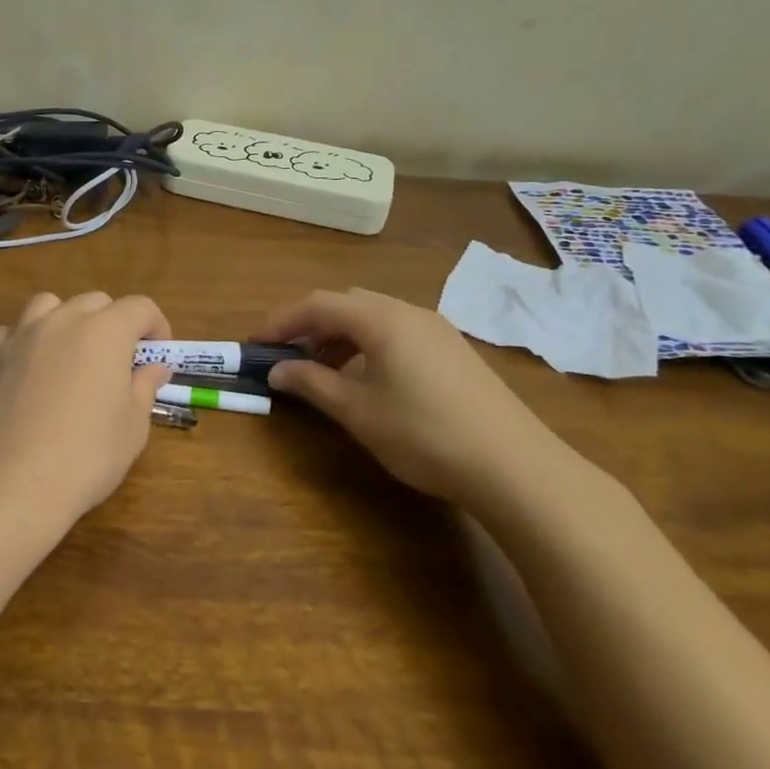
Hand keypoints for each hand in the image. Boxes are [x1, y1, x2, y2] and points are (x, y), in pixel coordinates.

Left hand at [0, 291, 173, 536]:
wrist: (13, 483)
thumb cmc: (87, 456)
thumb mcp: (133, 427)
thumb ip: (144, 387)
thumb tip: (154, 367)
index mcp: (105, 332)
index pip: (140, 307)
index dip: (156, 325)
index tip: (158, 353)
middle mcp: (62, 321)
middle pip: (95, 302)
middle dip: (113, 322)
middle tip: (118, 361)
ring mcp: (21, 336)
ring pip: (48, 305)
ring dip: (67, 320)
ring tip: (70, 354)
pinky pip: (12, 332)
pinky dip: (27, 340)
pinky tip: (30, 370)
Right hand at [256, 288, 578, 508]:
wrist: (513, 465)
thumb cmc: (423, 434)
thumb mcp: (358, 411)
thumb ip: (312, 384)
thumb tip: (277, 370)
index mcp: (381, 320)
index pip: (318, 304)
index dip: (281, 321)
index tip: (255, 344)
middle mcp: (409, 312)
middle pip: (347, 304)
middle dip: (311, 325)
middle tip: (288, 356)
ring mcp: (437, 329)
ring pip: (374, 317)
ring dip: (340, 335)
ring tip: (322, 370)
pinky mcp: (454, 350)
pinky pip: (398, 332)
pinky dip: (369, 345)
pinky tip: (367, 378)